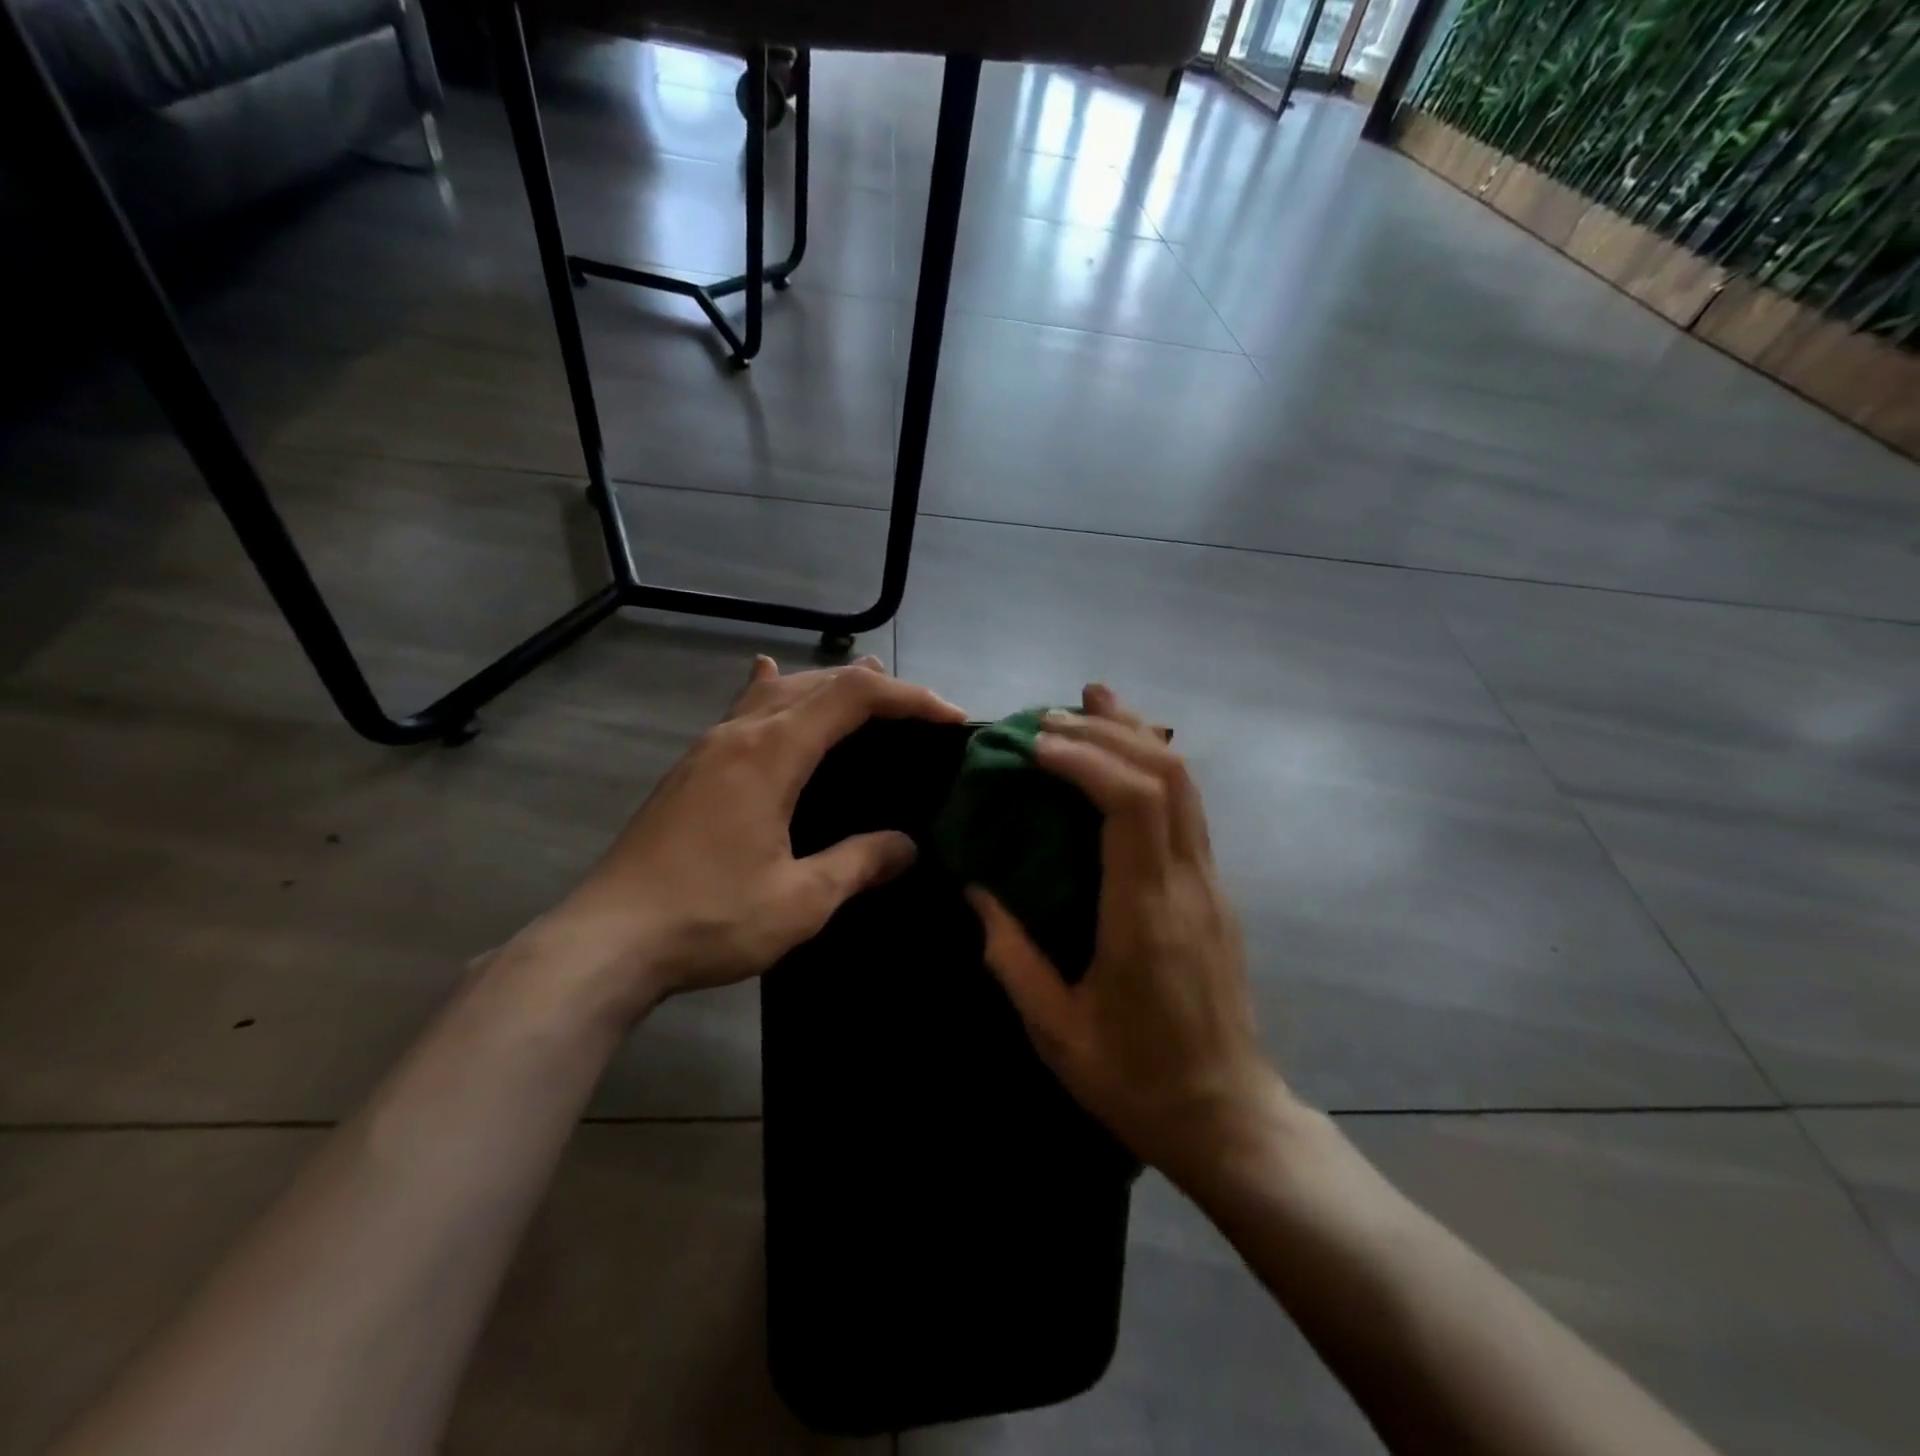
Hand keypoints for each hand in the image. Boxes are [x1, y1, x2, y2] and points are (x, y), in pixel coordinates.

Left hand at [542, 655, 965, 1018]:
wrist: (605, 943)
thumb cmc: (709, 918)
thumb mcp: (801, 900)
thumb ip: (860, 863)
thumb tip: (907, 846)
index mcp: (772, 753)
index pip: (853, 697)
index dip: (909, 699)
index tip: (951, 720)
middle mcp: (740, 733)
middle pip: (817, 682)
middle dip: (876, 688)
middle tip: (919, 715)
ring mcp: (708, 747)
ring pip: (778, 691)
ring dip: (828, 685)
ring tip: (866, 689)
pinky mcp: (690, 769)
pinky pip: (744, 708)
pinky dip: (776, 692)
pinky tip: (768, 678)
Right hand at [968, 685, 1289, 1181]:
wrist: (1230, 1119)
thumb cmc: (1138, 1081)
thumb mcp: (1057, 1031)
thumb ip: (1012, 955)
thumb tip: (977, 890)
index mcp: (1146, 915)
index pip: (1132, 804)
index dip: (1086, 758)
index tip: (1036, 745)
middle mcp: (1187, 884)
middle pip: (1167, 774)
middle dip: (1109, 730)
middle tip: (1050, 715)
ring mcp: (1210, 884)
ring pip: (1186, 784)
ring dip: (1137, 735)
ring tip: (1092, 701)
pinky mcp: (1213, 891)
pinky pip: (1187, 808)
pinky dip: (1152, 766)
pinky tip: (1121, 756)